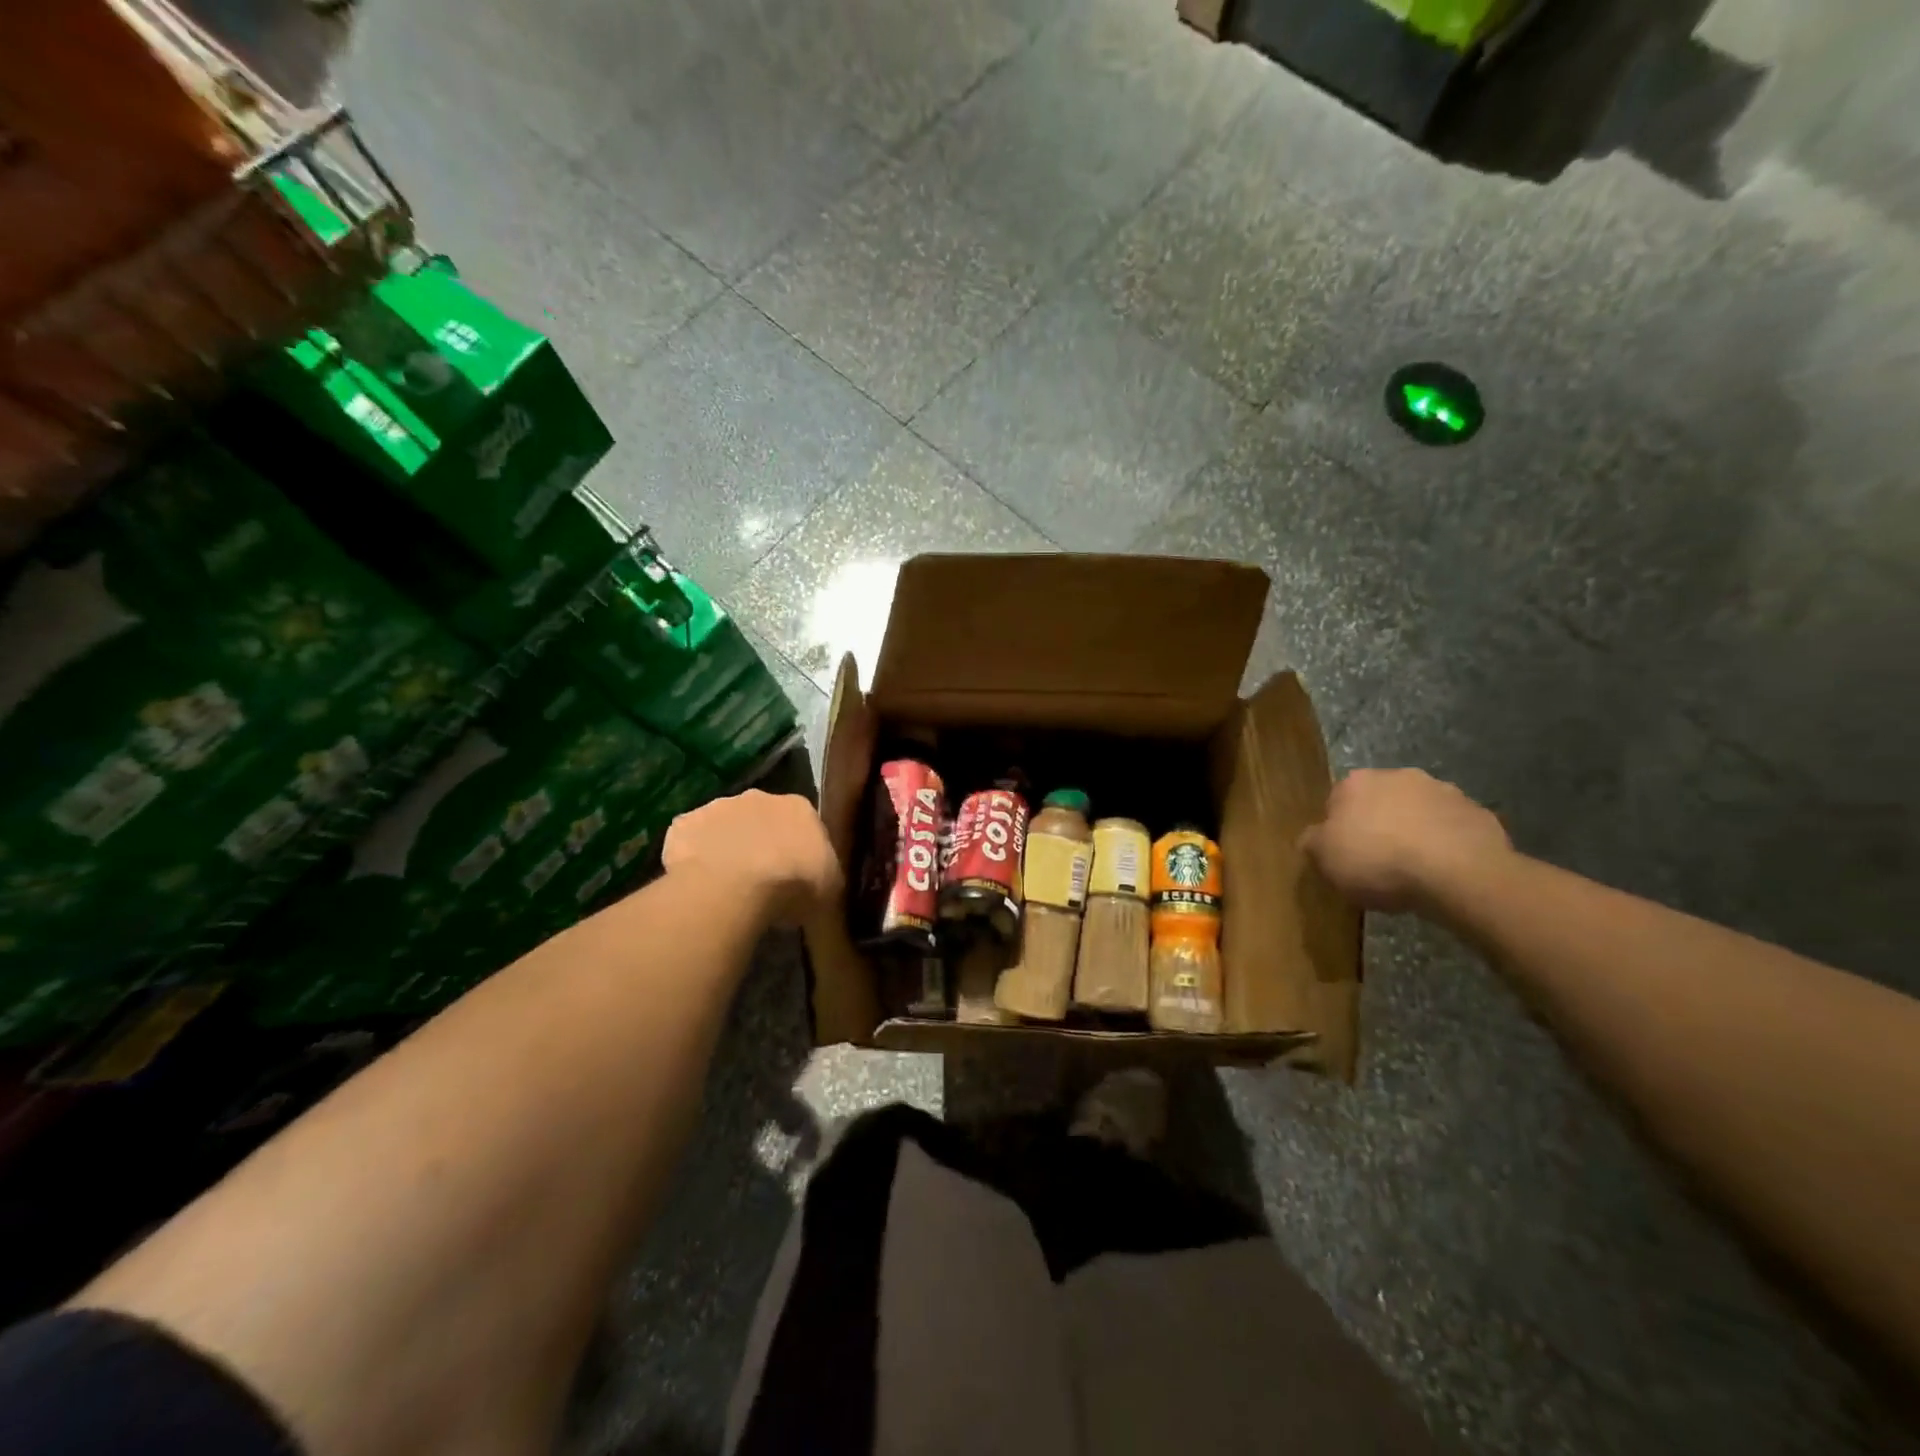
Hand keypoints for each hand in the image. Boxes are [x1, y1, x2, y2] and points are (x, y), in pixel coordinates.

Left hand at [662, 790, 842, 925]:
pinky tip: (696, 883)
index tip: (795, 873)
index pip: (803, 822)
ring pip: (724, 826)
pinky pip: (690, 841)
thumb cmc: (792, 885)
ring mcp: (717, 806)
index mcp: (799, 807)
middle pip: (762, 817)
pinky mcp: (684, 824)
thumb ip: (825, 876)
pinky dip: (693, 857)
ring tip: (726, 884)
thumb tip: (821, 884)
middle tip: (760, 878)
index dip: (798, 848)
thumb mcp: (830, 889)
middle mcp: (759, 796)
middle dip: (761, 840)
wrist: (734, 887)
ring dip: (726, 846)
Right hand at [1300, 769, 1512, 913]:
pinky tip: (1445, 873)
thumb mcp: (1325, 859)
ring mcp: (1444, 792)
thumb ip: (1313, 843)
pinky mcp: (1479, 814)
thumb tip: (1313, 838)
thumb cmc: (1378, 862)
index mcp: (1356, 782)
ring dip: (1415, 832)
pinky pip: (1453, 830)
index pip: (1337, 800)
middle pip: (1380, 801)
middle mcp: (1398, 776)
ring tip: (1415, 871)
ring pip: (1419, 812)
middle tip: (1378, 862)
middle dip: (1379, 824)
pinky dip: (1448, 845)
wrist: (1459, 874)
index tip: (1345, 855)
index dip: (1340, 829)